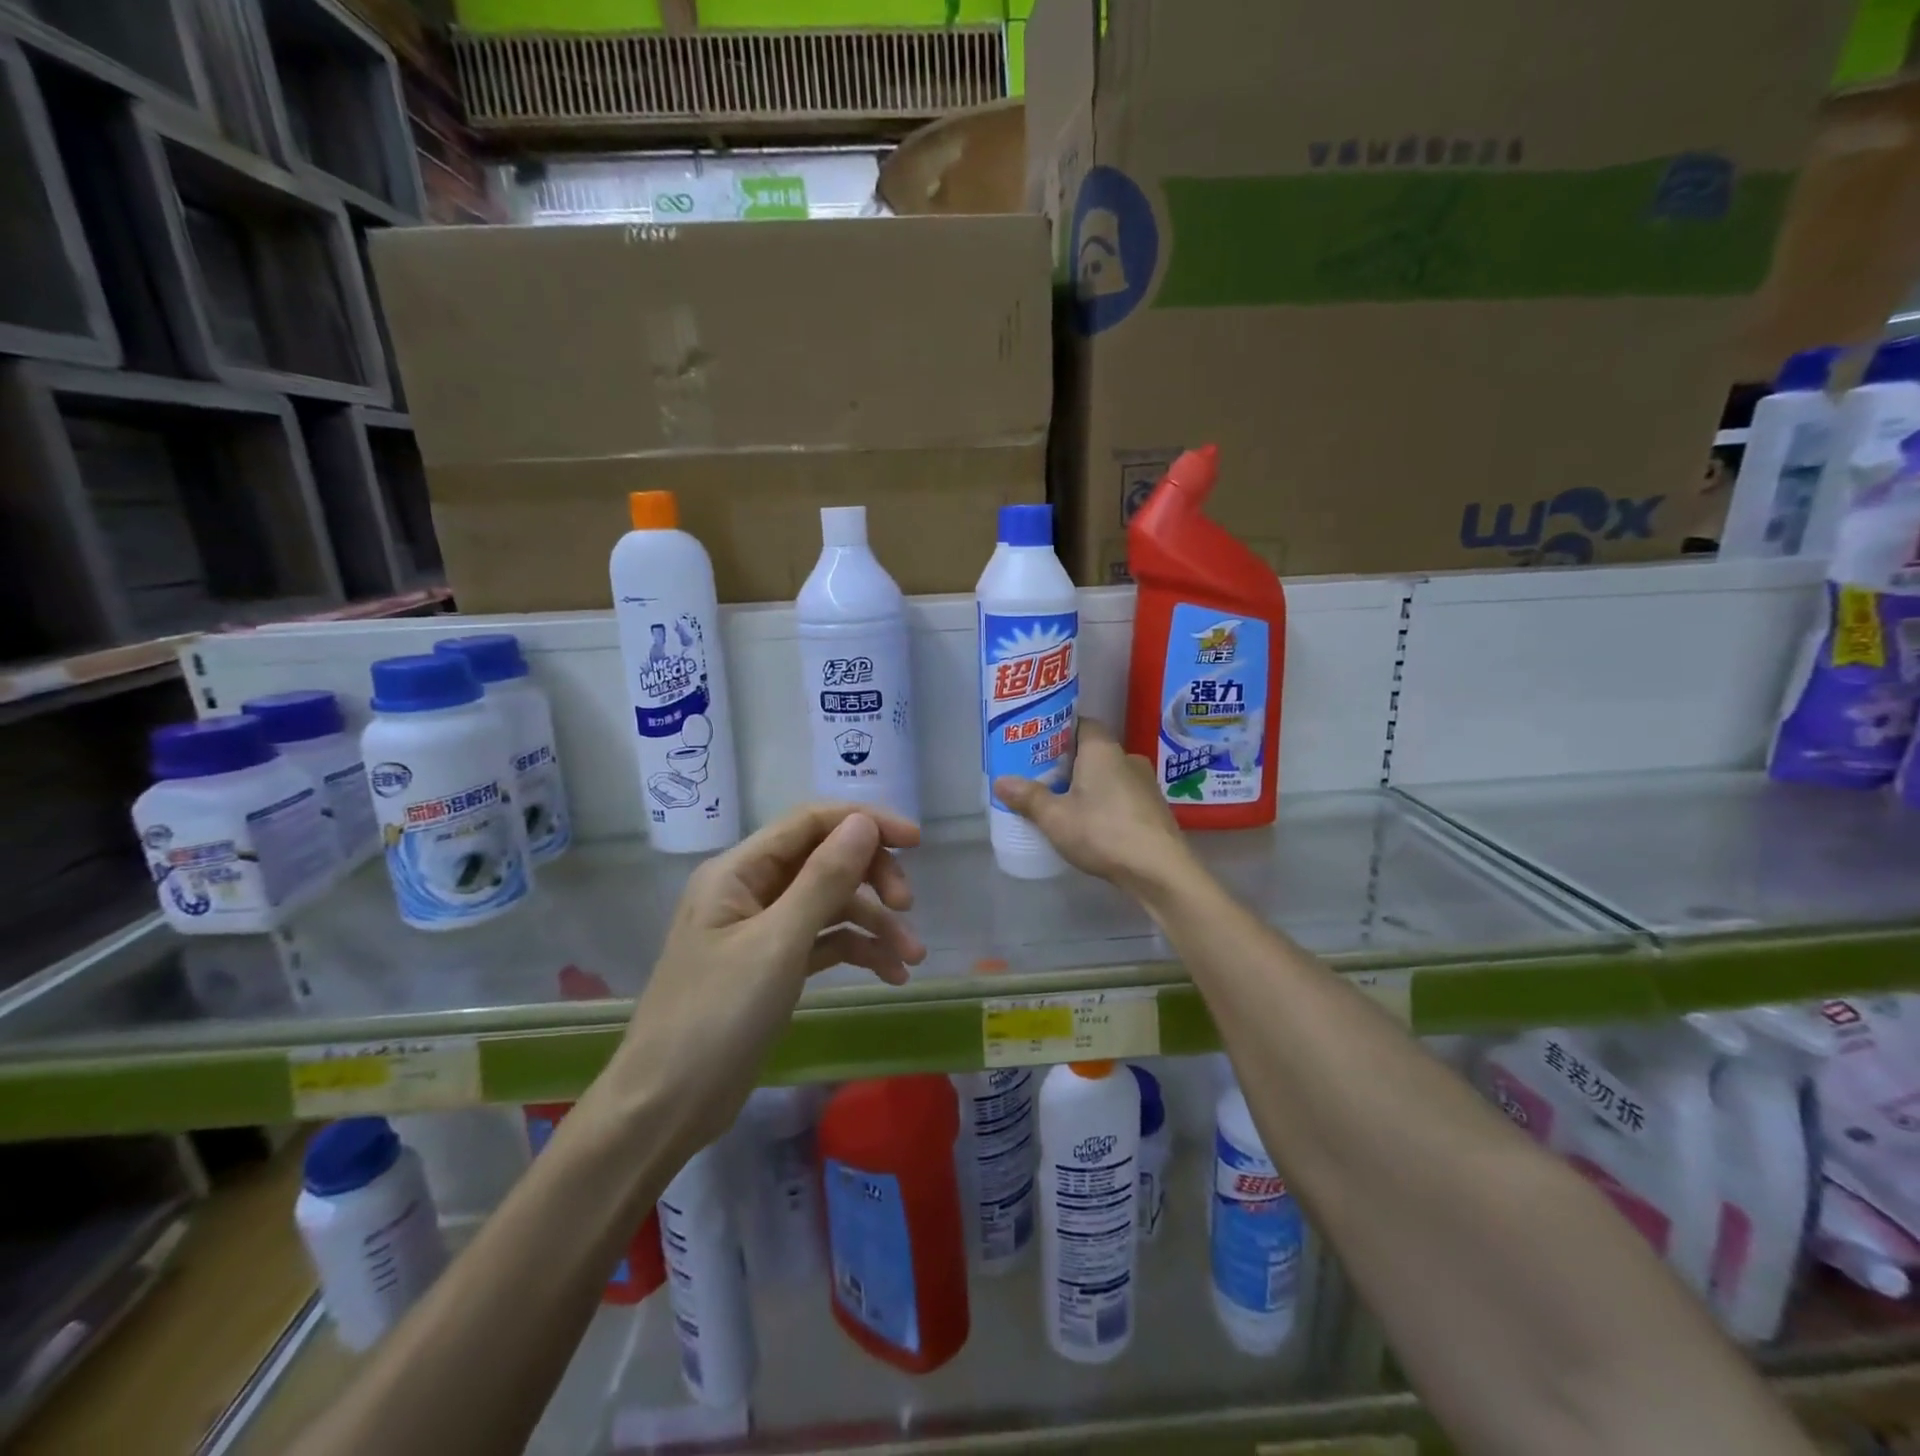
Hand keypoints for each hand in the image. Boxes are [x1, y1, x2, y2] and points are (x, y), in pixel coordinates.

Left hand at [601, 805, 923, 1154]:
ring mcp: (763, 929)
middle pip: (825, 860)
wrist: (666, 1108)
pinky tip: (892, 973)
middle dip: (872, 878)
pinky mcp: (775, 965)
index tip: (916, 842)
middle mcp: (750, 889)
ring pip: (831, 904)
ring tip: (912, 957)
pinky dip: (858, 950)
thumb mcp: (777, 944)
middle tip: (907, 907)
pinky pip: (826, 941)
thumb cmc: (716, 1018)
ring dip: (874, 923)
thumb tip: (863, 823)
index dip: (865, 822)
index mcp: (739, 871)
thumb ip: (824, 879)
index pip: (810, 823)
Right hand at [993, 718, 1193, 897]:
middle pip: (1092, 751)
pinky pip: (1122, 796)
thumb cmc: (1103, 832)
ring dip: (1088, 785)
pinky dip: (1105, 803)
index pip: (1081, 723)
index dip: (1058, 731)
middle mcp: (1128, 758)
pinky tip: (1092, 825)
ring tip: (1063, 804)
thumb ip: (1028, 797)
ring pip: (1108, 775)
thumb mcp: (1055, 817)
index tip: (1037, 745)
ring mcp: (1146, 784)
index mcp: (1103, 749)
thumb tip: (1000, 782)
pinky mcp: (1154, 809)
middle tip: (1041, 777)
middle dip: (1068, 763)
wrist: (1160, 870)